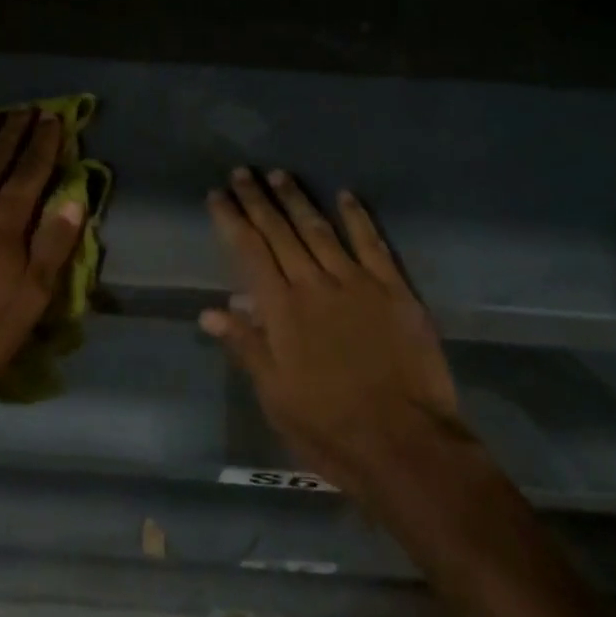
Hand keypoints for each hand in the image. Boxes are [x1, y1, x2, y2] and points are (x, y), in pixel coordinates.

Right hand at [202, 169, 467, 503]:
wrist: (405, 445)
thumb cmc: (330, 428)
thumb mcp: (276, 396)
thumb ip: (246, 347)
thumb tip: (210, 311)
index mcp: (281, 310)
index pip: (248, 251)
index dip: (231, 220)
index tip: (218, 195)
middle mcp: (313, 284)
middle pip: (279, 232)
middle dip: (258, 199)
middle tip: (243, 172)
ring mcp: (356, 282)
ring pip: (319, 229)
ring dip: (297, 200)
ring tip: (280, 174)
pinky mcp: (393, 289)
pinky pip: (372, 243)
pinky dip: (357, 217)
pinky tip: (346, 194)